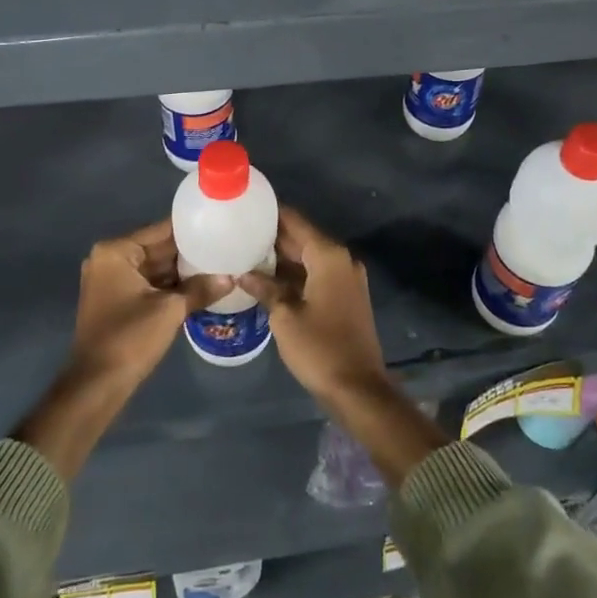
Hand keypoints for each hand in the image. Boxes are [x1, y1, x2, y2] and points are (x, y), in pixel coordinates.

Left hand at [17, 220, 225, 481]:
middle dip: (189, 251)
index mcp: (116, 251)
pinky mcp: (116, 301)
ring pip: (155, 267)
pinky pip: (149, 284)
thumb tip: (230, 278)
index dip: (191, 229)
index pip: (161, 230)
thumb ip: (200, 289)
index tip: (219, 224)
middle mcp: (110, 259)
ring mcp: (111, 281)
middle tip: (225, 245)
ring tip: (219, 263)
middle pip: (158, 248)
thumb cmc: (130, 338)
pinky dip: (170, 286)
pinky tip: (200, 286)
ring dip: (182, 270)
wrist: (97, 385)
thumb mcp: (170, 310)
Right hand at [239, 208, 446, 487]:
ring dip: (282, 257)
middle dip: (273, 236)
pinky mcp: (346, 296)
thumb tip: (243, 273)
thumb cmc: (319, 348)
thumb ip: (265, 288)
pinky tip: (268, 280)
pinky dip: (295, 274)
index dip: (270, 213)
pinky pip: (316, 274)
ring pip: (309, 257)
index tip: (244, 208)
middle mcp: (341, 259)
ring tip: (246, 254)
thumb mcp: (285, 317)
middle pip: (303, 237)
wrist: (358, 389)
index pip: (295, 221)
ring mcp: (346, 278)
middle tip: (238, 233)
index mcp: (329, 256)